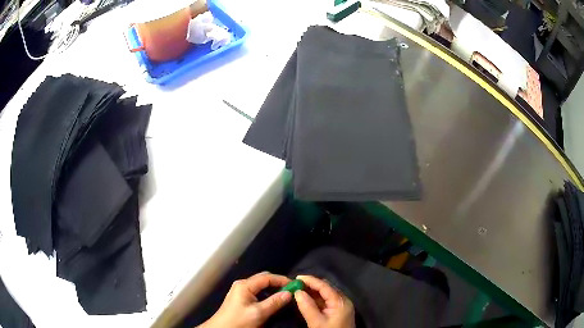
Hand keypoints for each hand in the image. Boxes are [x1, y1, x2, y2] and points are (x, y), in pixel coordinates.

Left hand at [199, 272, 291, 327]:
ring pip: (260, 285)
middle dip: (278, 283)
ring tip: (284, 295)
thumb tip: (289, 293)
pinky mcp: (240, 297)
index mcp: (245, 285)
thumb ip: (274, 302)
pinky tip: (272, 300)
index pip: (267, 277)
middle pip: (264, 279)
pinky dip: (267, 293)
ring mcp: (240, 290)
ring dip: (273, 288)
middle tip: (291, 290)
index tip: (295, 285)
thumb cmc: (239, 321)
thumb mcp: (259, 313)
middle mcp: (242, 284)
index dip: (282, 279)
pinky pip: (257, 291)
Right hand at [294, 275, 354, 327]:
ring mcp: (341, 306)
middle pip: (326, 288)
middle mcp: (343, 300)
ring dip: (313, 291)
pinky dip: (316, 299)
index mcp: (340, 301)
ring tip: (298, 289)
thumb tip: (297, 291)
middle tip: (295, 284)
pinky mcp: (338, 311)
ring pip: (326, 294)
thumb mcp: (316, 322)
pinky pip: (327, 301)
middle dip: (311, 285)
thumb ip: (307, 306)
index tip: (296, 277)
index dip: (310, 280)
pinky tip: (307, 299)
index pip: (325, 286)